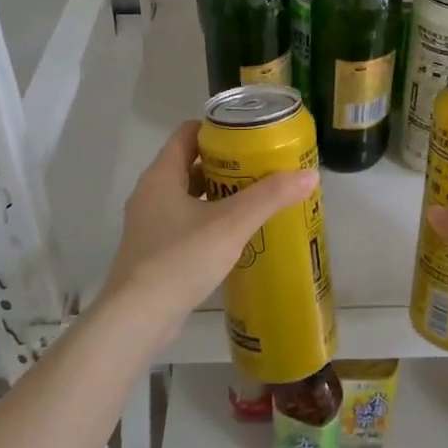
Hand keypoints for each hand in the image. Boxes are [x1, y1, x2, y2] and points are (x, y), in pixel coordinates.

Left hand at [102, 121, 317, 338]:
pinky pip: (185, 222)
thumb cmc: (180, 259)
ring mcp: (149, 223)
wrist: (137, 318)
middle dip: (225, 163)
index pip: (187, 133)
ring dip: (218, 193)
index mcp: (161, 175)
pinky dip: (209, 219)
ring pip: (188, 195)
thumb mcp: (231, 224)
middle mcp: (150, 193)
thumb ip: (270, 197)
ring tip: (254, 197)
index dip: (217, 129)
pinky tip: (234, 233)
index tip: (249, 134)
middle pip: (189, 163)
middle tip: (260, 166)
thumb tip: (310, 175)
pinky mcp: (153, 251)